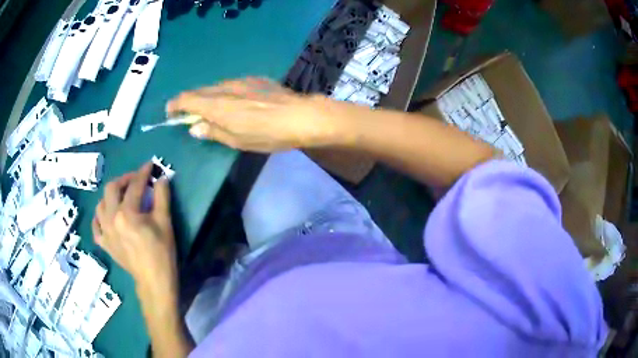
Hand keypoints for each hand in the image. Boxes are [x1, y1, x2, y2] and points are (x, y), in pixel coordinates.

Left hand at [92, 163, 176, 297]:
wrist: (154, 281)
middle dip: (124, 179)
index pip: (134, 186)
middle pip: (111, 189)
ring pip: (100, 204)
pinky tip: (106, 216)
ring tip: (121, 196)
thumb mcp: (165, 222)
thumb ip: (162, 196)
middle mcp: (111, 218)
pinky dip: (99, 217)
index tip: (150, 165)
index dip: (143, 173)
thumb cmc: (162, 253)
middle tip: (135, 180)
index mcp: (127, 213)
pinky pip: (96, 225)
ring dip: (110, 196)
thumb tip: (162, 178)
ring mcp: (105, 232)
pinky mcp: (104, 243)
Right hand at [166, 77, 350, 151]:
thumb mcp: (236, 140)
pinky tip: (236, 105)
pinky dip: (225, 94)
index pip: (185, 99)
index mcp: (215, 104)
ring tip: (214, 113)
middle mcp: (224, 87)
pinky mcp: (255, 79)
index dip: (174, 106)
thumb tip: (195, 127)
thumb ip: (213, 131)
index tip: (170, 114)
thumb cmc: (266, 133)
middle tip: (190, 118)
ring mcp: (241, 80)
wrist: (300, 115)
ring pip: (215, 87)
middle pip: (199, 91)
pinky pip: (231, 85)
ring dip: (208, 98)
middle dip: (190, 103)